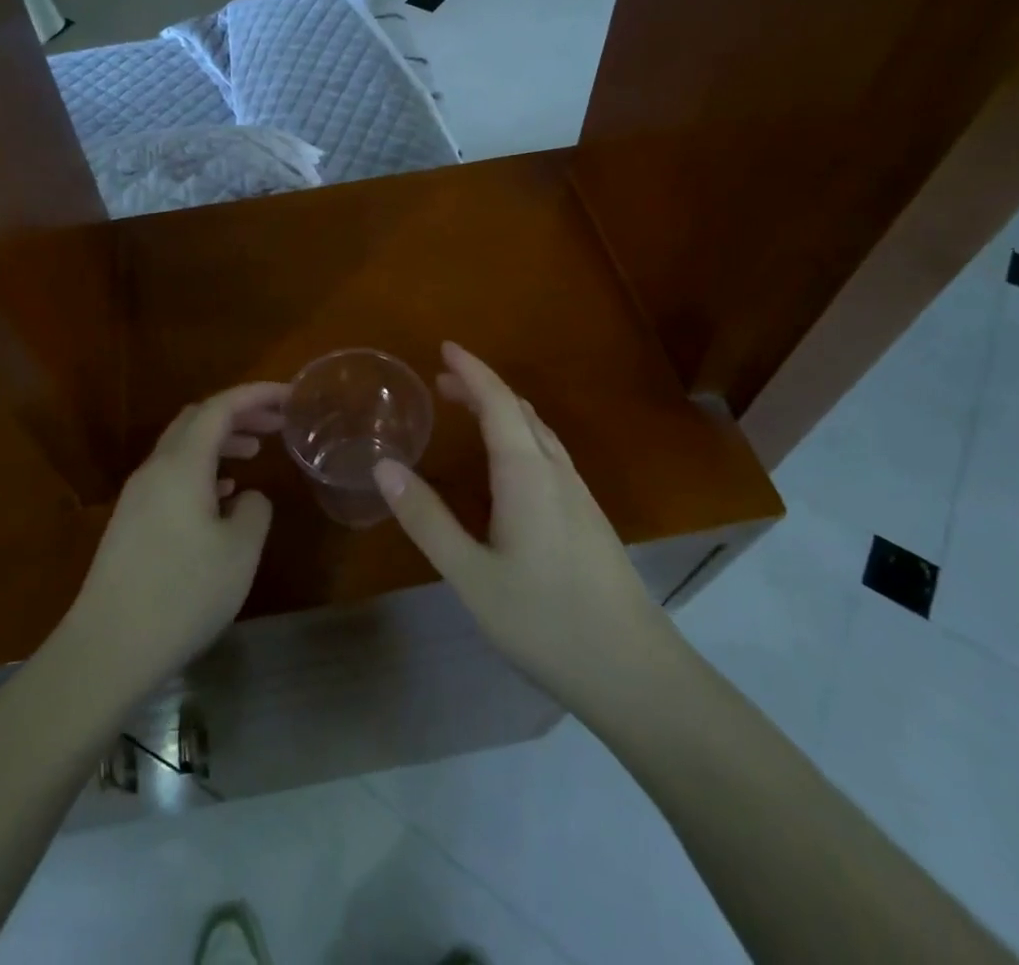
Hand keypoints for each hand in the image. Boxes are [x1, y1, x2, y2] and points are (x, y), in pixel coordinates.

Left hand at [61, 382, 287, 696]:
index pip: (221, 407)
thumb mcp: (240, 551)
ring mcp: (138, 496)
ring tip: (255, 452)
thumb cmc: (183, 594)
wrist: (108, 648)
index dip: (257, 394)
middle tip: (276, 423)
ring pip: (183, 447)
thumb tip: (246, 497)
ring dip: (220, 441)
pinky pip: (172, 475)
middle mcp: (155, 469)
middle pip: (197, 420)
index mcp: (182, 465)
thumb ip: (254, 510)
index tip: (289, 396)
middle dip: (239, 413)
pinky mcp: (131, 522)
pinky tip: (221, 497)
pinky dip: (202, 470)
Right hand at [375, 342, 676, 719]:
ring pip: (538, 432)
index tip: (445, 347)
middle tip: (441, 382)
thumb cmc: (545, 621)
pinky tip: (506, 466)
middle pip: (519, 410)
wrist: (635, 672)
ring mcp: (578, 494)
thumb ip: (426, 518)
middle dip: (481, 386)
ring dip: (502, 410)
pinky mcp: (588, 518)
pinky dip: (519, 435)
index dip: (471, 369)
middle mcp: (556, 471)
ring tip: (467, 412)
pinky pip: (548, 454)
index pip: (497, 401)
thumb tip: (383, 466)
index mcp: (527, 473)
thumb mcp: (471, 575)